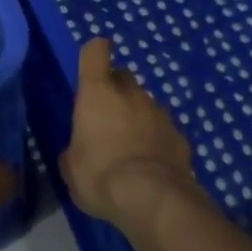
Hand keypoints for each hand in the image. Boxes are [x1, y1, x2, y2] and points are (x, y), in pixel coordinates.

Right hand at [61, 39, 200, 224]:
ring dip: (136, 116)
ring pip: (145, 103)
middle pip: (122, 75)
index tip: (91, 65)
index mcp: (98, 93)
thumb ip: (74, 149)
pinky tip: (151, 164)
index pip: (95, 52)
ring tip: (129, 146)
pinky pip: (163, 129)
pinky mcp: (179, 135)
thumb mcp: (71, 168)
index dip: (93, 54)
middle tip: (106, 117)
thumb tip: (78, 149)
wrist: (153, 198)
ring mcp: (159, 112)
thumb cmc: (100, 176)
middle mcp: (131, 94)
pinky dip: (156, 139)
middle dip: (114, 89)